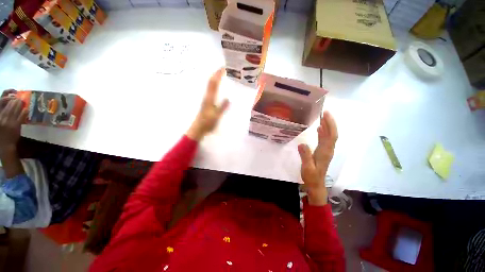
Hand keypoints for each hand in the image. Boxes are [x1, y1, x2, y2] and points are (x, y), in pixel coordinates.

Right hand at [0, 98, 27, 153]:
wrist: (5, 145)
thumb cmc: (1, 133)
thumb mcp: (0, 122)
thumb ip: (2, 114)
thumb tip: (8, 106)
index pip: (1, 103)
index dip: (6, 98)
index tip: (11, 96)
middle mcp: (2, 118)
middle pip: (9, 106)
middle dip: (14, 101)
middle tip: (18, 98)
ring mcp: (9, 122)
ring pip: (15, 110)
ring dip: (19, 105)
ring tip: (22, 101)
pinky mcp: (16, 126)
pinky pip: (21, 117)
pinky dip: (24, 112)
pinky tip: (27, 109)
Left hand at [187, 68, 229, 140]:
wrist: (198, 128)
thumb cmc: (207, 123)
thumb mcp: (216, 116)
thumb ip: (222, 107)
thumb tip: (228, 98)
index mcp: (209, 98)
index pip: (213, 84)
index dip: (218, 75)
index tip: (224, 68)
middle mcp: (207, 96)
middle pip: (211, 82)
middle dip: (217, 74)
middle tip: (224, 69)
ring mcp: (206, 99)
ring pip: (210, 86)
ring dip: (215, 79)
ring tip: (222, 75)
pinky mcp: (206, 102)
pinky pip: (211, 90)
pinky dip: (215, 85)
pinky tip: (219, 87)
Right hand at [298, 111, 337, 205]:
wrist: (316, 184)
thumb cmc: (311, 176)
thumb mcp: (307, 167)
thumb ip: (305, 156)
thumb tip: (302, 144)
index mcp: (325, 152)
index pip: (330, 136)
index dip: (330, 125)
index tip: (326, 115)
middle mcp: (328, 150)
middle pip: (332, 134)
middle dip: (330, 122)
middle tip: (324, 112)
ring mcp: (327, 151)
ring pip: (330, 136)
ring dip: (327, 126)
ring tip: (322, 117)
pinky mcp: (324, 152)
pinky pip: (326, 140)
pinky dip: (324, 132)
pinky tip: (319, 129)